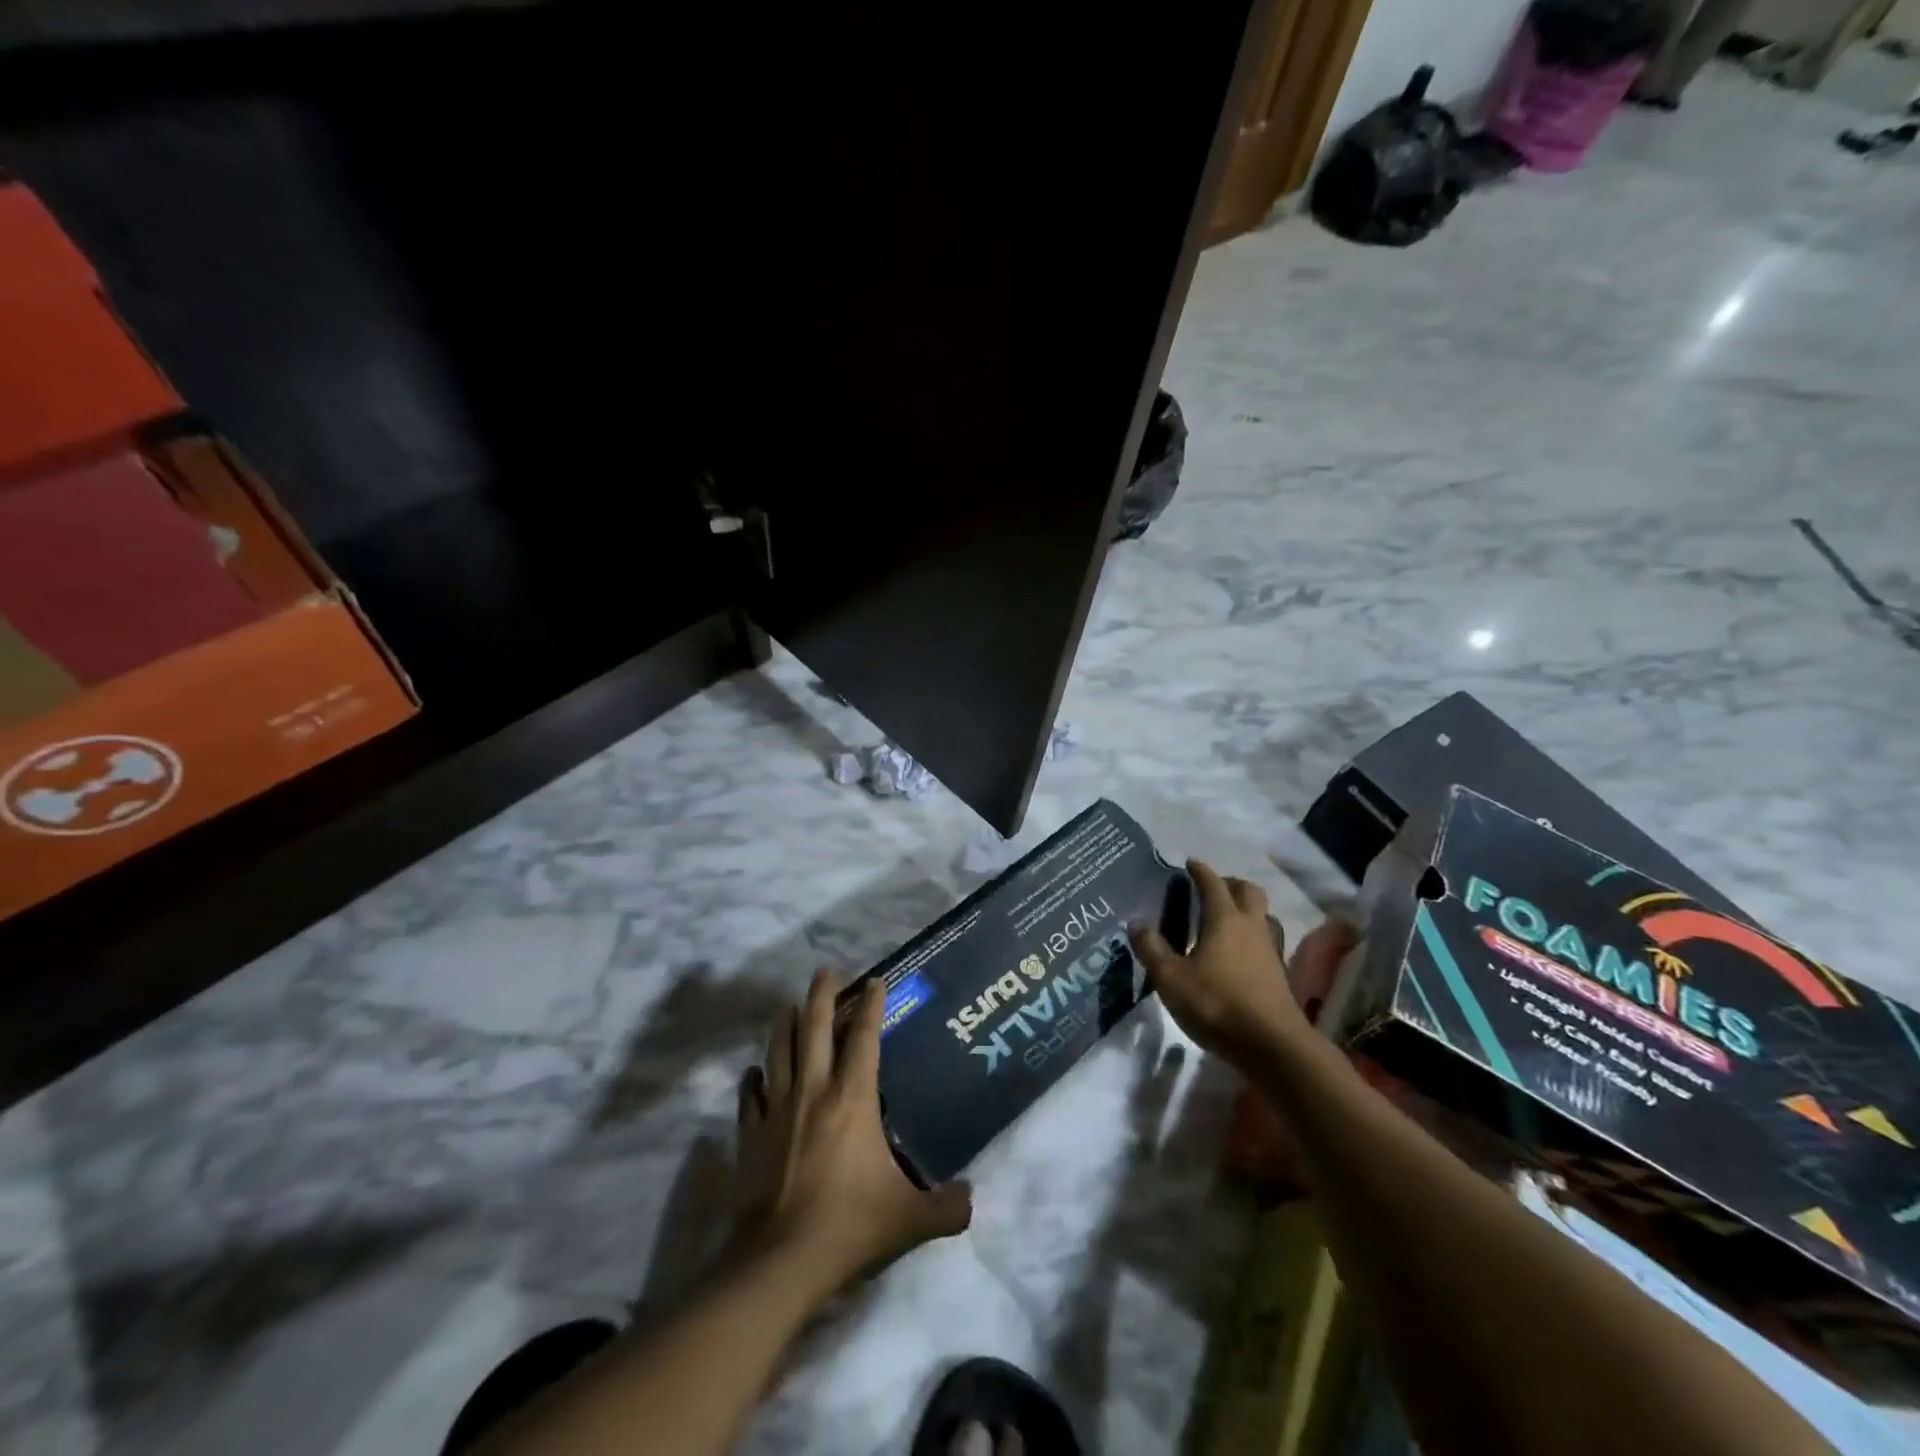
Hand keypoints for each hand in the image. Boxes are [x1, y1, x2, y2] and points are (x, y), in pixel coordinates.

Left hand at [734, 969, 971, 1297]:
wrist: (780, 1261)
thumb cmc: (849, 1224)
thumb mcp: (911, 1219)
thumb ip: (948, 1207)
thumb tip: (972, 1199)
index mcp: (852, 1098)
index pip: (865, 1038)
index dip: (872, 1005)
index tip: (875, 980)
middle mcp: (813, 1091)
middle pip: (815, 1028)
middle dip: (822, 994)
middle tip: (825, 970)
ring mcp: (778, 1110)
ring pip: (779, 1051)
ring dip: (786, 1025)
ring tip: (791, 1007)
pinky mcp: (751, 1135)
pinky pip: (751, 1096)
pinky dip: (754, 1079)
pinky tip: (755, 1073)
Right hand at [1131, 861, 1354, 1072]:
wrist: (1272, 1045)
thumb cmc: (1217, 1004)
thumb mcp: (1170, 978)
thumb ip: (1151, 948)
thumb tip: (1137, 922)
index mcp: (1224, 919)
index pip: (1212, 883)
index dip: (1200, 871)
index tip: (1189, 863)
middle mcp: (1251, 926)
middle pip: (1248, 891)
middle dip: (1229, 883)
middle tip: (1210, 889)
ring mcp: (1270, 949)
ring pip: (1262, 915)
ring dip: (1246, 909)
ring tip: (1227, 919)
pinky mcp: (1279, 973)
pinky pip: (1267, 940)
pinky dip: (1253, 936)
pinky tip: (1240, 952)